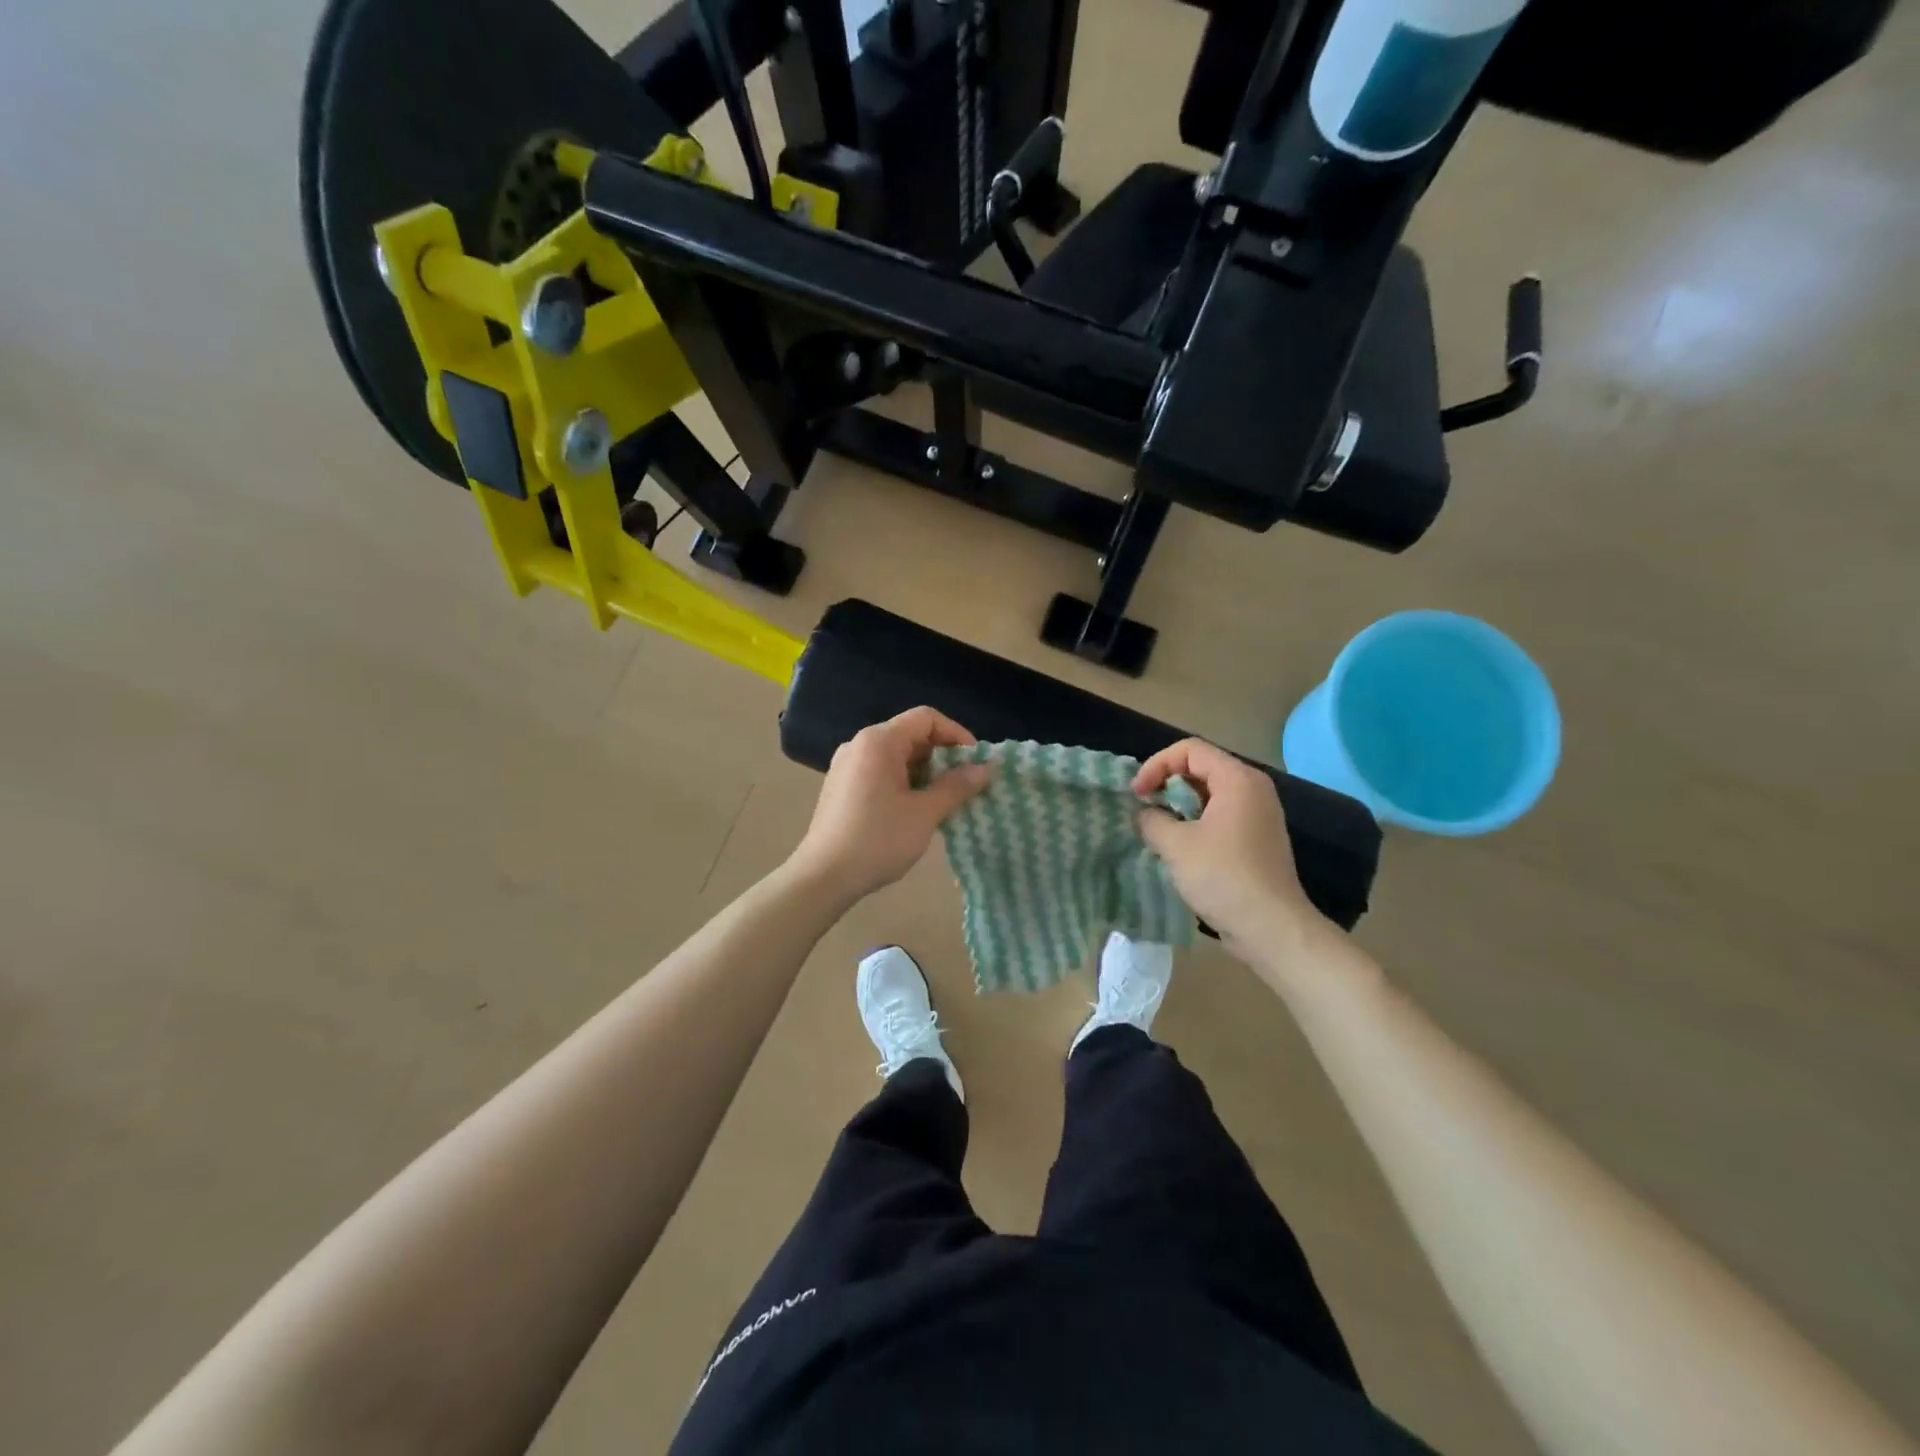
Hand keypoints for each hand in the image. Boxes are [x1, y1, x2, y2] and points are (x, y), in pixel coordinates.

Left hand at [789, 708, 994, 904]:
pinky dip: (905, 783)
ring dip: (926, 773)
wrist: (824, 877)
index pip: (926, 718)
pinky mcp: (841, 787)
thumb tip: (987, 768)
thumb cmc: (878, 840)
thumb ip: (957, 786)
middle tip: (966, 785)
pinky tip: (917, 811)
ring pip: (897, 756)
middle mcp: (860, 744)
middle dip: (943, 757)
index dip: (957, 734)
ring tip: (946, 801)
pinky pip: (881, 772)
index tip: (976, 762)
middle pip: (911, 735)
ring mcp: (847, 765)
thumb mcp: (925, 813)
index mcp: (879, 741)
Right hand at [1133, 738, 1324, 959]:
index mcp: (1238, 780)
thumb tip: (1143, 814)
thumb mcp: (1176, 845)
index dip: (1157, 765)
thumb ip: (1151, 820)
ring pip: (1209, 793)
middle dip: (1167, 783)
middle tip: (1144, 807)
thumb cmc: (1223, 877)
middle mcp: (1253, 789)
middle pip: (1201, 767)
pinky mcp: (1256, 838)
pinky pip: (1220, 815)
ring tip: (1157, 827)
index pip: (1190, 750)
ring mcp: (1258, 815)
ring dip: (1179, 804)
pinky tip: (1179, 846)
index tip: (1137, 794)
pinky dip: (1195, 821)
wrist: (1271, 928)